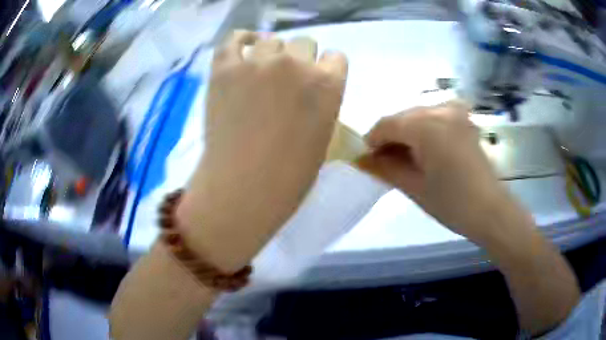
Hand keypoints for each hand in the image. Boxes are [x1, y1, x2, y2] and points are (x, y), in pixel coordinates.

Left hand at [177, 31, 347, 270]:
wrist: (243, 188)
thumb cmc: (290, 175)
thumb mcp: (323, 135)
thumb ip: (322, 103)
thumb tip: (310, 89)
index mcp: (328, 84)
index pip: (336, 57)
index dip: (327, 68)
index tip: (317, 81)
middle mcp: (296, 64)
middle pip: (304, 42)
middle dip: (300, 59)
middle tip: (286, 82)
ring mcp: (257, 62)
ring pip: (271, 40)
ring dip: (271, 54)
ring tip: (260, 74)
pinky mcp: (225, 69)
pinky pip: (234, 39)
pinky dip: (240, 42)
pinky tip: (243, 51)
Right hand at [359, 100, 506, 241]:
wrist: (490, 210)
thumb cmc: (452, 204)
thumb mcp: (414, 187)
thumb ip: (385, 168)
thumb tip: (362, 159)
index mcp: (426, 126)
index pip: (387, 124)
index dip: (373, 140)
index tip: (367, 158)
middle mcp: (440, 110)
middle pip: (403, 117)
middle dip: (391, 137)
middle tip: (386, 161)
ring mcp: (456, 112)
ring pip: (419, 115)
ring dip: (408, 132)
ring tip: (407, 157)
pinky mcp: (466, 120)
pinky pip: (437, 116)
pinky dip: (426, 128)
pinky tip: (427, 147)